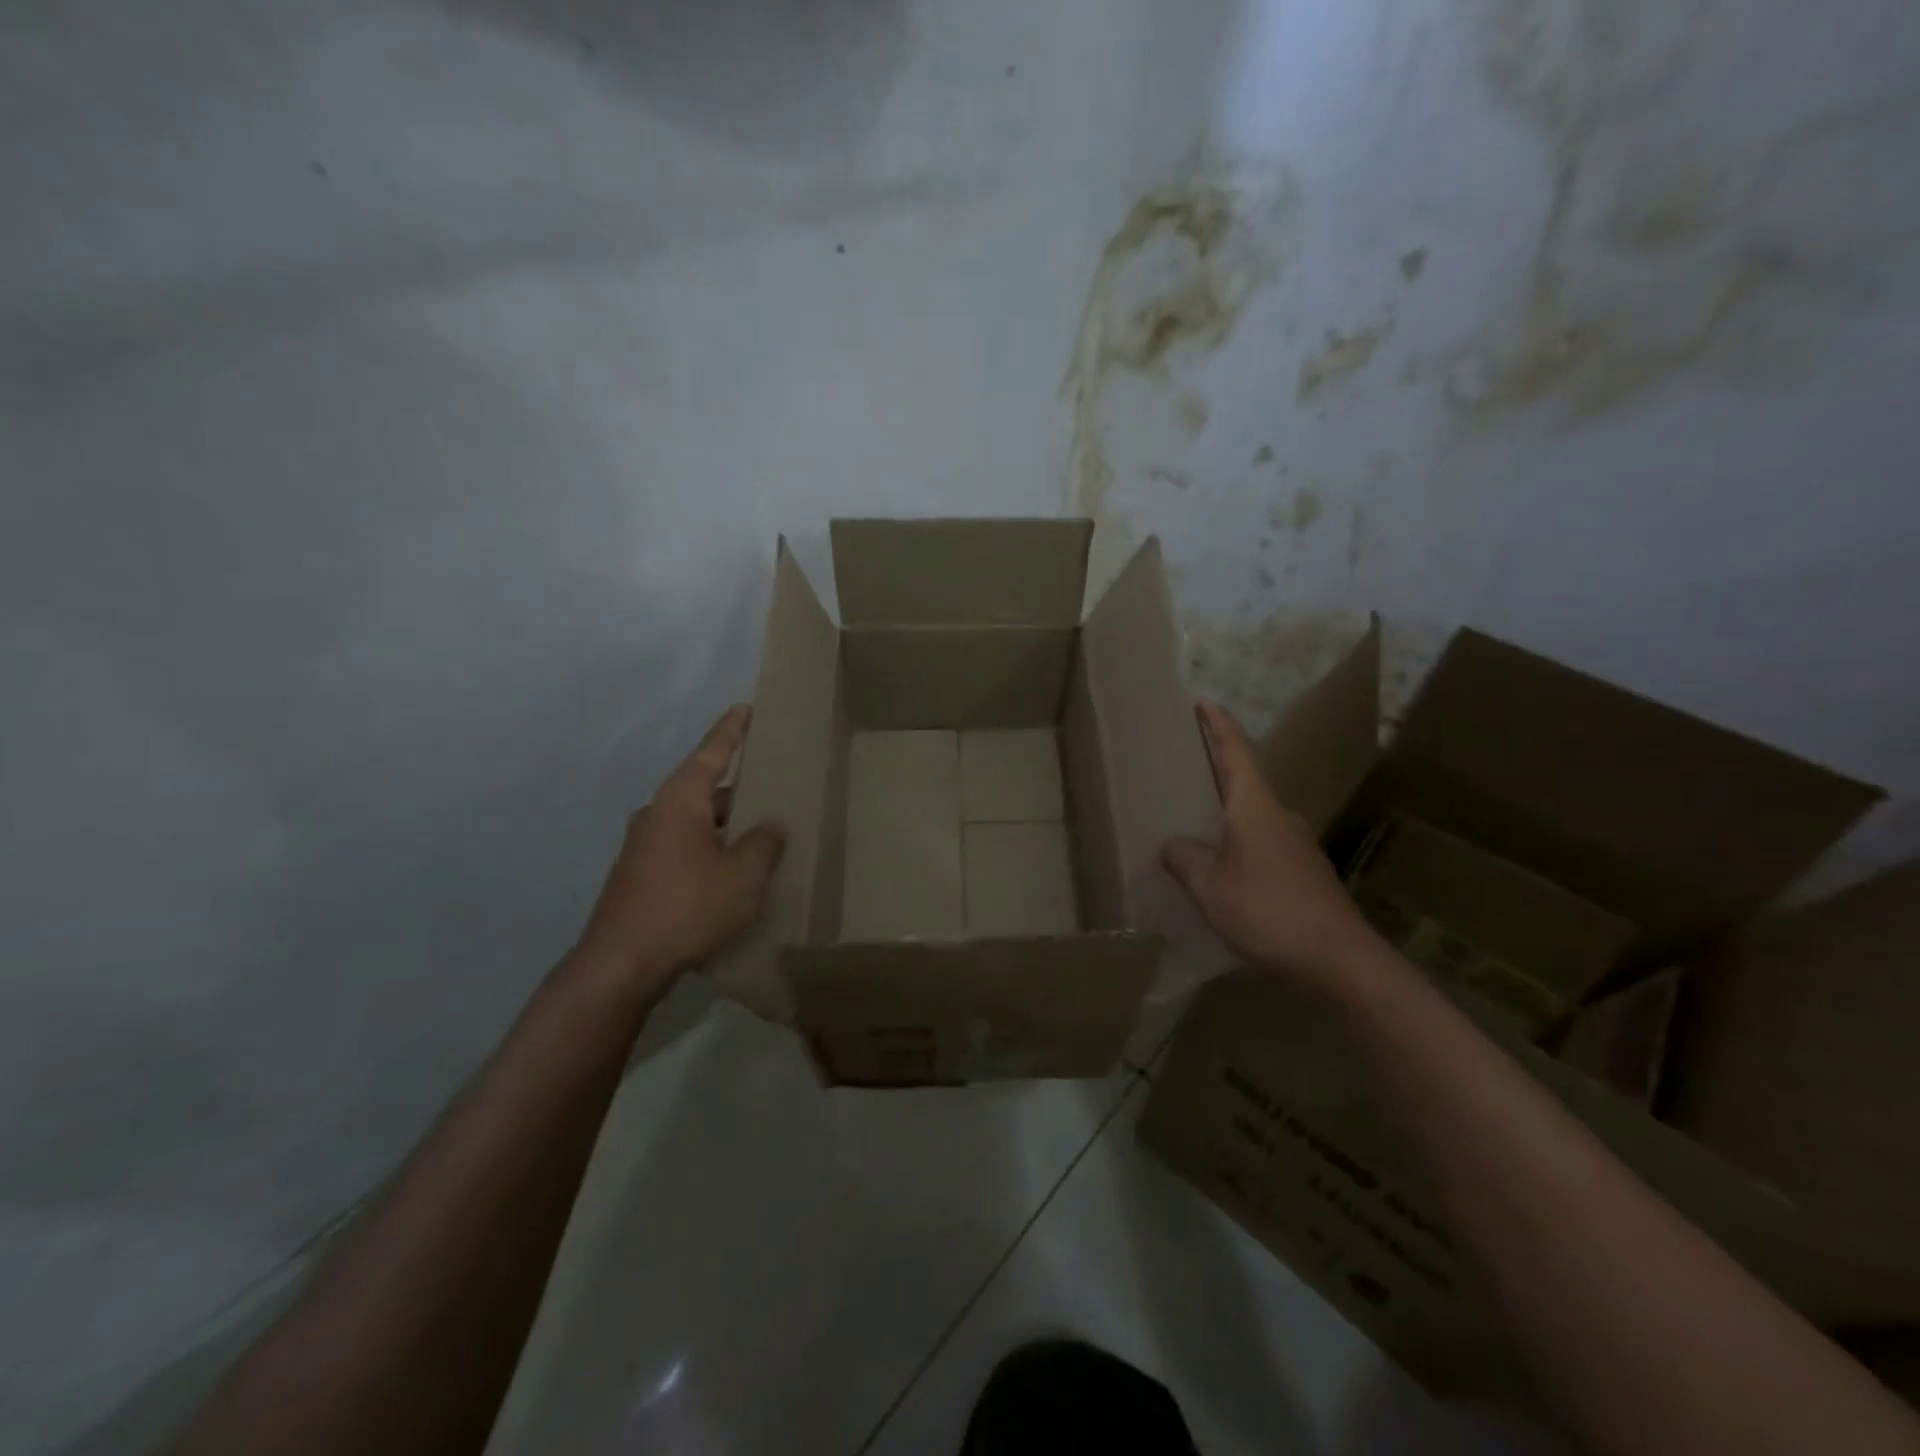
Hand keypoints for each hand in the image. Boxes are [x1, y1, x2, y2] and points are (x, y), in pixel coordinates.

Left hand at [573, 705, 784, 989]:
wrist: (620, 965)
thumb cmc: (687, 906)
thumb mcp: (743, 874)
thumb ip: (764, 843)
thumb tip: (770, 827)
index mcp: (681, 800)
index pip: (712, 752)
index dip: (732, 730)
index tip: (746, 708)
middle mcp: (657, 814)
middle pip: (706, 789)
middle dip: (740, 789)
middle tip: (774, 787)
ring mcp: (643, 847)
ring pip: (697, 823)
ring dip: (727, 826)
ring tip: (763, 836)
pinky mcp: (640, 876)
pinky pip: (685, 849)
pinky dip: (711, 851)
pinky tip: (733, 875)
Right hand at [1162, 701, 1377, 984]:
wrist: (1338, 958)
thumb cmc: (1268, 909)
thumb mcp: (1210, 885)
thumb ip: (1184, 858)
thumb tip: (1172, 845)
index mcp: (1255, 806)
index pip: (1235, 750)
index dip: (1217, 724)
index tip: (1202, 701)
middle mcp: (1278, 814)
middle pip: (1243, 777)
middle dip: (1213, 763)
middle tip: (1181, 757)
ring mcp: (1294, 842)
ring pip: (1251, 812)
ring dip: (1223, 805)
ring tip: (1190, 812)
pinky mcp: (1301, 870)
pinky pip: (1259, 839)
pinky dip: (1235, 836)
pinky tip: (1218, 859)